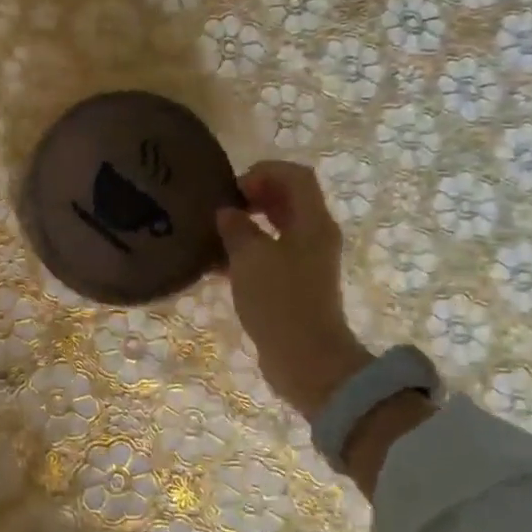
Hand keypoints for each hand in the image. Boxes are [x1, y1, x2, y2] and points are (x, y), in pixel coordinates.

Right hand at [215, 161, 371, 421]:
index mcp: (313, 222)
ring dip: (250, 223)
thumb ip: (237, 228)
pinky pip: (273, 253)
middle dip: (254, 195)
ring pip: (279, 226)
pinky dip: (249, 249)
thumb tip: (227, 213)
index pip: (295, 175)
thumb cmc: (280, 301)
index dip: (263, 172)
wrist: (306, 359)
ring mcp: (308, 261)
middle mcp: (315, 235)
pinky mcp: (296, 284)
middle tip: (222, 207)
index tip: (232, 189)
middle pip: (289, 198)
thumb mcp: (250, 258)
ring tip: (216, 232)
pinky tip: (219, 262)